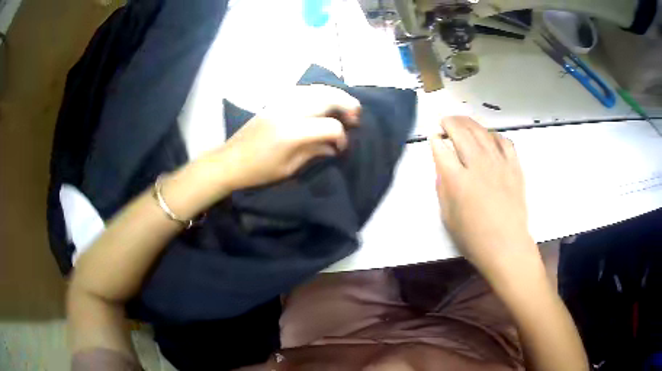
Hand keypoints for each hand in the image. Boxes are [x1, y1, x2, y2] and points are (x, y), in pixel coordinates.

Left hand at [207, 85, 360, 190]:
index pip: (330, 126)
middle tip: (355, 117)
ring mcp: (281, 103)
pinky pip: (302, 89)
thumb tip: (334, 146)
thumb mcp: (290, 169)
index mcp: (293, 134)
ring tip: (343, 106)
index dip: (342, 137)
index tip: (340, 148)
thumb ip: (315, 153)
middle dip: (347, 105)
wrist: (229, 161)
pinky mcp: (274, 102)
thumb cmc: (259, 172)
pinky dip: (317, 92)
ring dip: (335, 95)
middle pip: (327, 98)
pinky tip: (322, 101)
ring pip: (316, 89)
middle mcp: (289, 112)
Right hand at [428, 116, 534, 277]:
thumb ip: (442, 187)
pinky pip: (504, 141)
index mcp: (458, 181)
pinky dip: (493, 134)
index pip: (442, 149)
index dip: (435, 140)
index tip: (433, 138)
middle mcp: (478, 166)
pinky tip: (488, 136)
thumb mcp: (448, 216)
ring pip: (482, 132)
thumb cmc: (473, 237)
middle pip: (461, 133)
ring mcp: (499, 164)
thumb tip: (442, 166)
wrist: (506, 246)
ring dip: (469, 122)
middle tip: (444, 122)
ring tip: (461, 121)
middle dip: (450, 123)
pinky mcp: (514, 167)